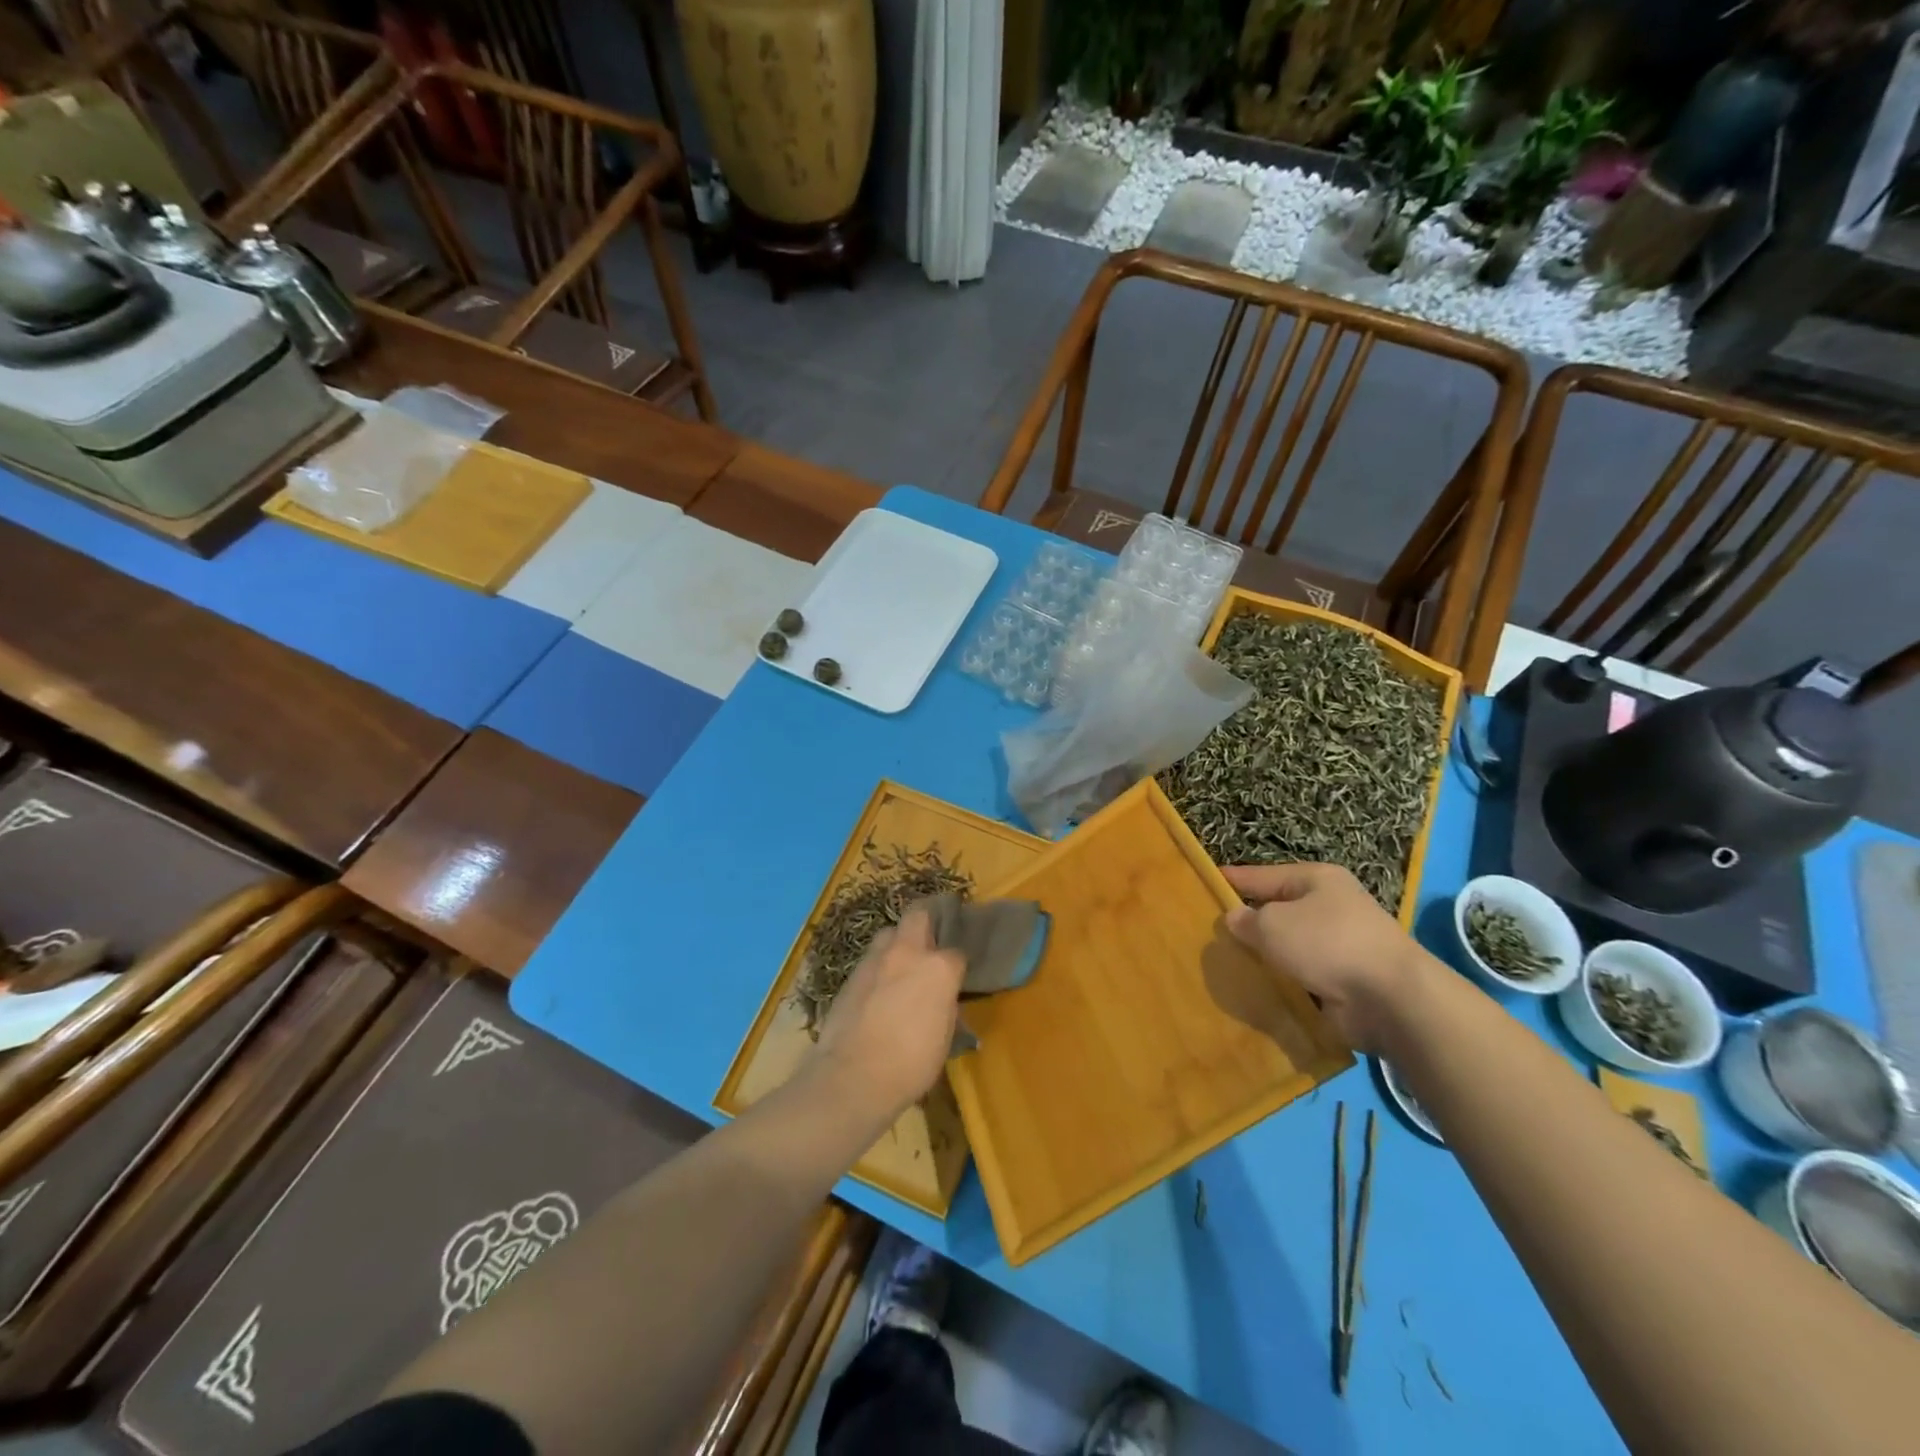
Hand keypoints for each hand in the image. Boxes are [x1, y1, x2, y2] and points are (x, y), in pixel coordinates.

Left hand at [810, 905, 965, 1123]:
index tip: (957, 978)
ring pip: (889, 933)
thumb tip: (944, 1000)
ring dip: (898, 943)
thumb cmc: (911, 1064)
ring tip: (902, 967)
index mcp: (939, 968)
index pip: (957, 952)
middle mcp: (907, 952)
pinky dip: (879, 967)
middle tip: (930, 945)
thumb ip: (946, 1007)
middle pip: (918, 915)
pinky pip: (870, 960)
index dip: (958, 965)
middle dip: (927, 922)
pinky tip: (879, 989)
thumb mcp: (944, 1038)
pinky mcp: (850, 975)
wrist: (853, 1077)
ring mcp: (875, 960)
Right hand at [1222, 863, 1431, 1053]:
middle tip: (1208, 932)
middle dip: (1247, 923)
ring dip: (1265, 956)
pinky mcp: (1343, 979)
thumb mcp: (1273, 924)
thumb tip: (1235, 919)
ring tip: (1224, 964)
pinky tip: (1255, 989)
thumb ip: (1247, 920)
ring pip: (1288, 946)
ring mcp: (1339, 944)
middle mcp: (1329, 906)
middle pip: (1276, 910)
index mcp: (1316, 880)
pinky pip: (1301, 975)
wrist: (1391, 999)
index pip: (1262, 875)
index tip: (1203, 882)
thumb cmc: (1328, 944)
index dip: (1232, 880)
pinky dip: (1282, 982)